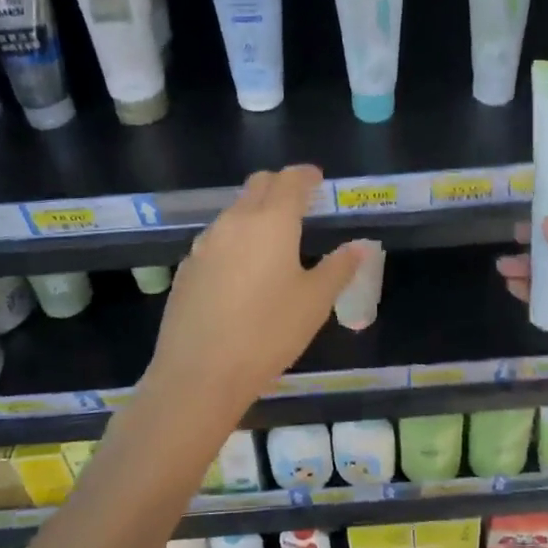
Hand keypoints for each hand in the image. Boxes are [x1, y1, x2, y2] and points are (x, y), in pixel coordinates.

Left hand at [146, 166, 363, 425]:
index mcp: (272, 221)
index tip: (318, 179)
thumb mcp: (314, 302)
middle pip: (258, 185)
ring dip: (255, 212)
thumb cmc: (268, 333)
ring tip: (272, 238)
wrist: (199, 373)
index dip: (306, 175)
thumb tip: (360, 246)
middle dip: (279, 185)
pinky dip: (235, 239)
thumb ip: (339, 268)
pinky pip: (216, 239)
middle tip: (299, 201)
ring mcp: (205, 243)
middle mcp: (235, 221)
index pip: (290, 180)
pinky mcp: (188, 267)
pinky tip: (242, 270)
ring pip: (234, 211)